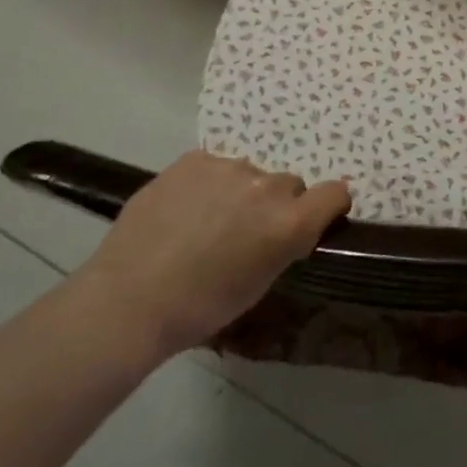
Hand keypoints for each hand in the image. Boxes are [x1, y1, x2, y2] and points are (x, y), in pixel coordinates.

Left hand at [76, 150, 350, 358]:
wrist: (130, 298)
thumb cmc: (200, 307)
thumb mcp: (259, 283)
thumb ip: (283, 244)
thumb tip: (285, 228)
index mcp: (290, 223)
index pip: (336, 193)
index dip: (328, 205)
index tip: (313, 219)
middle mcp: (267, 187)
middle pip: (289, 185)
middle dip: (275, 205)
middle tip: (244, 233)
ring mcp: (229, 168)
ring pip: (249, 175)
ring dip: (239, 193)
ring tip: (204, 222)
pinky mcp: (194, 159)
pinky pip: (214, 167)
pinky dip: (208, 184)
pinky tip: (183, 210)